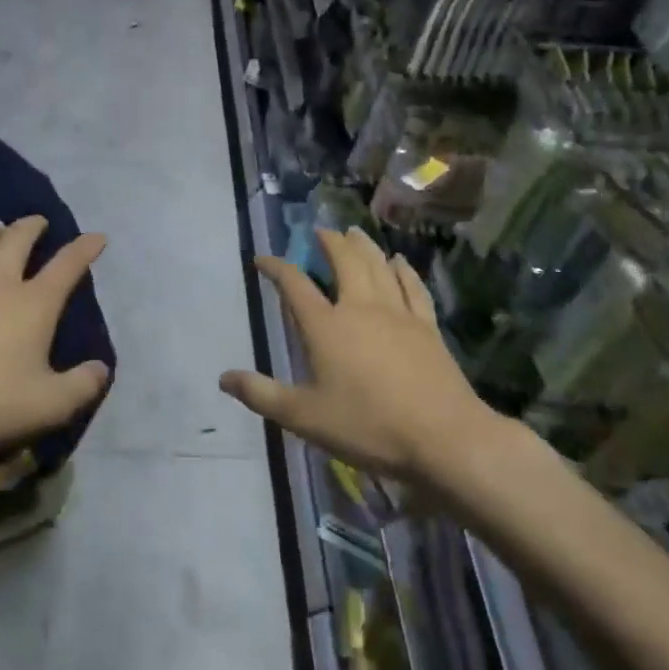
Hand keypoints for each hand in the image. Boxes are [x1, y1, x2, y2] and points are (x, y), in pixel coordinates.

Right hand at [219, 228, 509, 481]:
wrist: (444, 438)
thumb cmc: (368, 426)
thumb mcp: (304, 417)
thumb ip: (262, 395)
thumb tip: (224, 378)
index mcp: (326, 327)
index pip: (295, 285)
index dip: (276, 267)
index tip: (262, 259)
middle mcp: (360, 308)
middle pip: (344, 262)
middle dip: (329, 242)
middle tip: (319, 231)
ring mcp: (398, 314)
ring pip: (379, 266)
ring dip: (364, 246)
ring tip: (354, 232)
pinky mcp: (427, 327)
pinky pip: (413, 287)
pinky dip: (403, 270)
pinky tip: (400, 261)